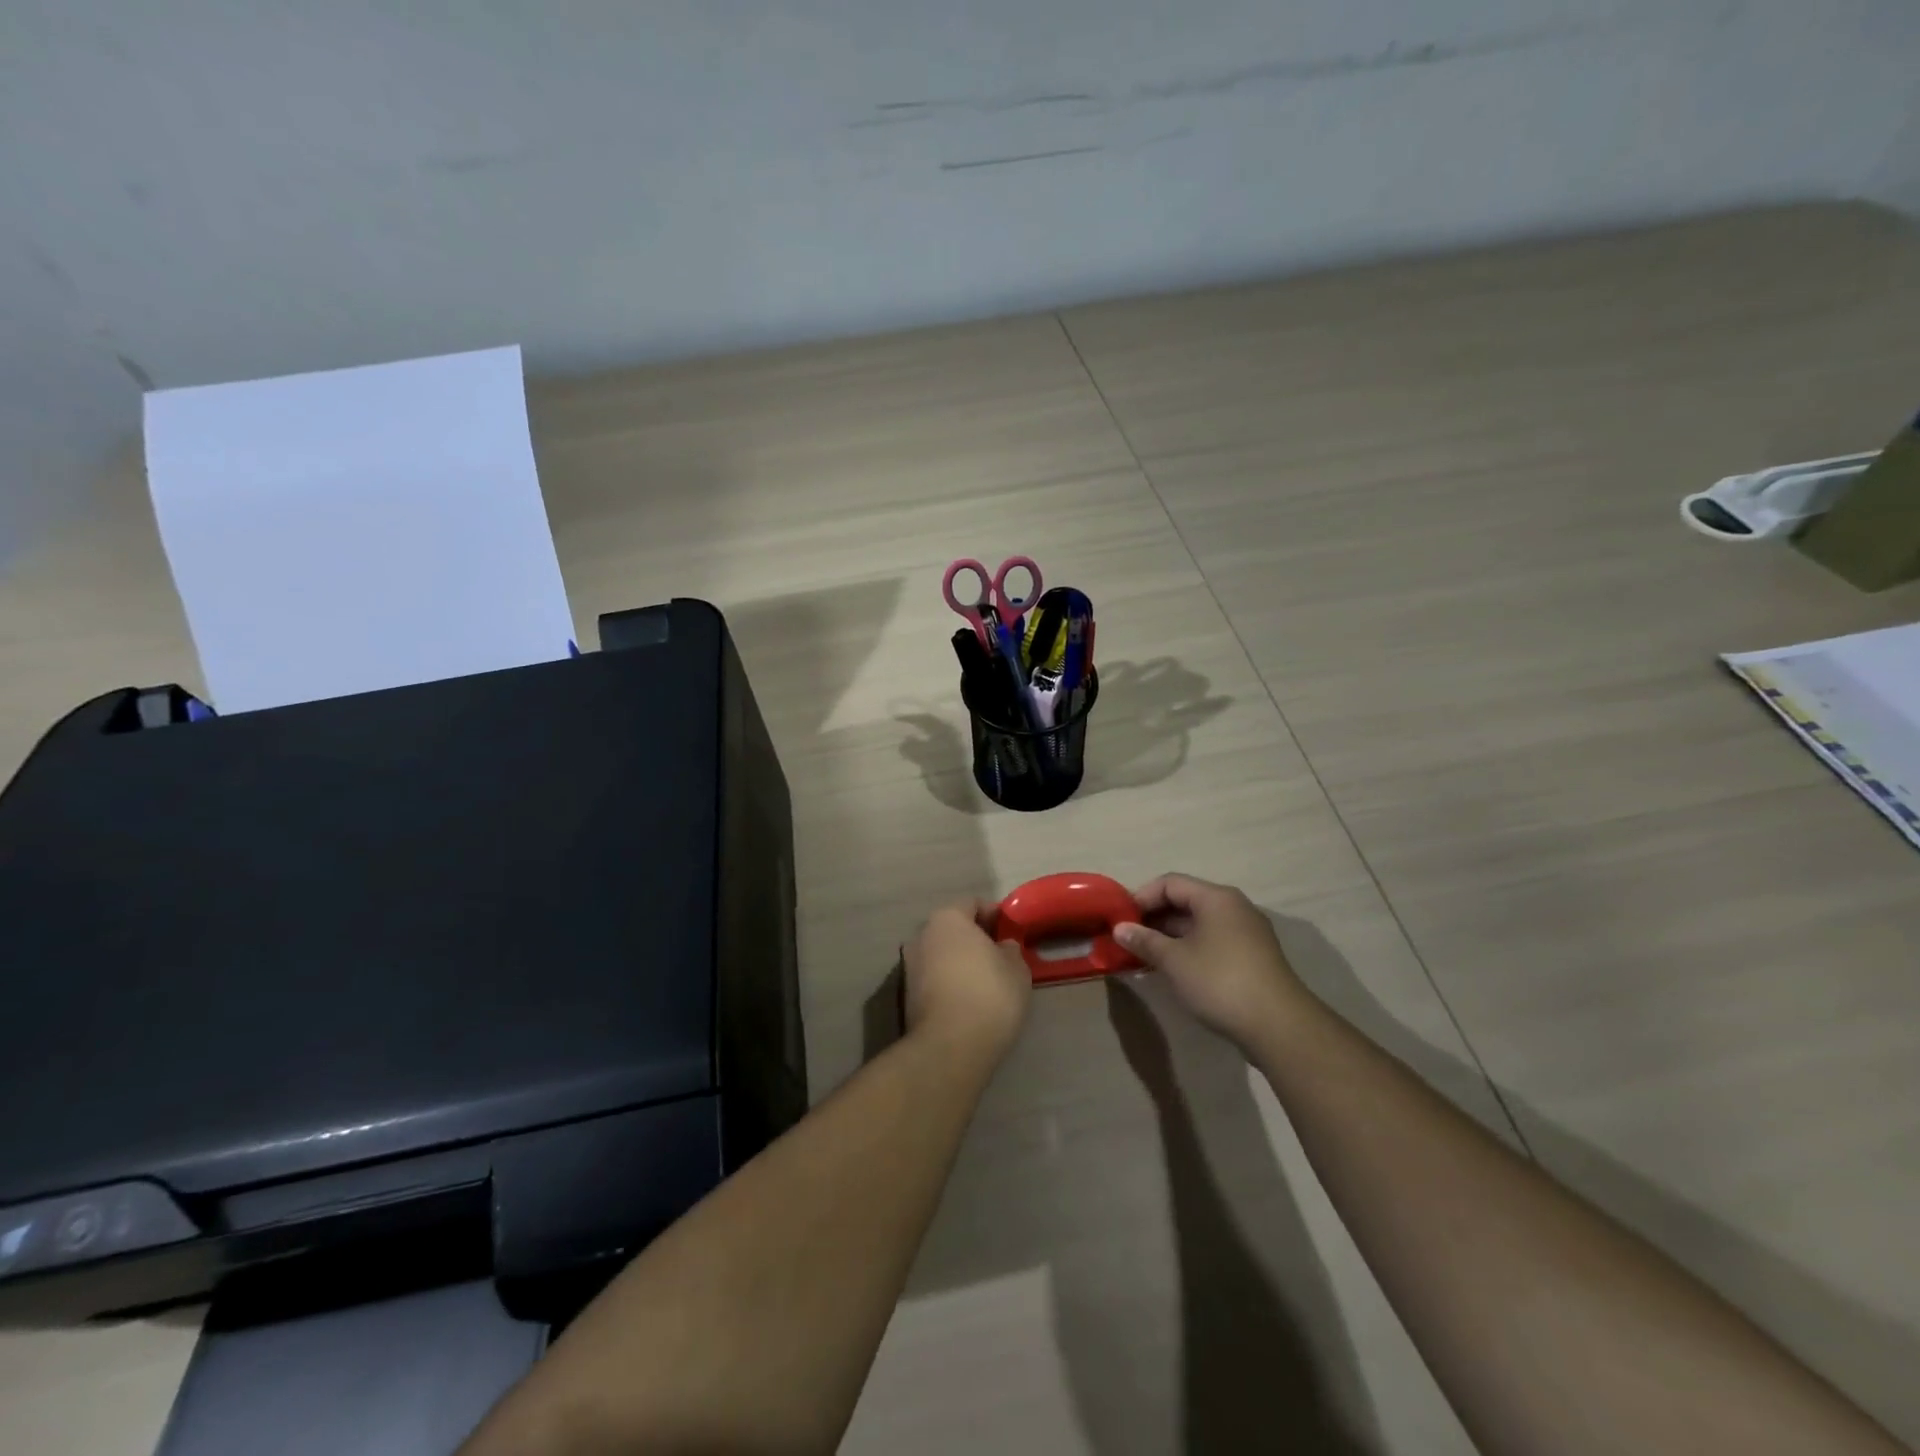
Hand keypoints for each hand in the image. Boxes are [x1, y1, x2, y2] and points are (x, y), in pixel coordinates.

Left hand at [902, 900, 1031, 1055]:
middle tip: (999, 956)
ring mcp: (909, 966)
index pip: (973, 904)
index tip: (1011, 932)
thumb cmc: (989, 994)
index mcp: (947, 918)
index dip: (995, 915)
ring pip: (941, 954)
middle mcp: (921, 935)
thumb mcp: (1016, 968)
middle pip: (952, 929)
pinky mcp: (905, 996)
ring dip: (959, 962)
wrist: (950, 1046)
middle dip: (974, 938)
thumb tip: (1003, 947)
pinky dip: (949, 983)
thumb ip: (1010, 950)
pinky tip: (968, 1000)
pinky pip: (934, 978)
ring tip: (985, 981)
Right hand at [1114, 874, 1308, 1053]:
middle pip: (1186, 901)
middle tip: (1129, 938)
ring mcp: (1247, 933)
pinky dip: (1189, 949)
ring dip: (1170, 937)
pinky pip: (1212, 941)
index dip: (1142, 897)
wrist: (1279, 1026)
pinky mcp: (1253, 957)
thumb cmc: (1220, 981)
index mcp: (1216, 898)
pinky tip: (1172, 969)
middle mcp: (1234, 907)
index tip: (1121, 919)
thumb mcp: (1174, 960)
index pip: (1170, 883)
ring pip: (1199, 924)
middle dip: (1154, 918)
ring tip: (1144, 956)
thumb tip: (1120, 929)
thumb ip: (1145, 941)